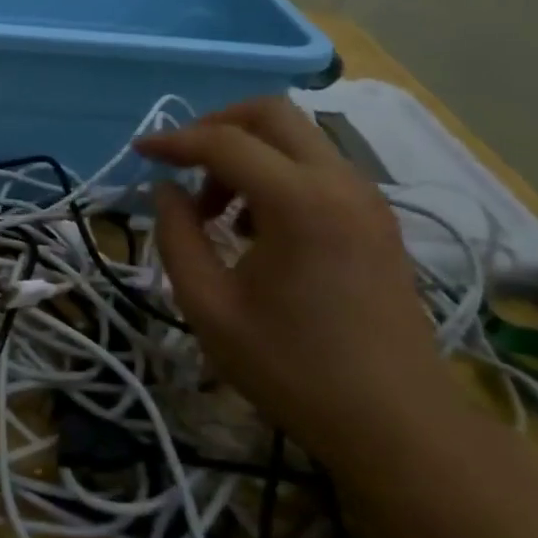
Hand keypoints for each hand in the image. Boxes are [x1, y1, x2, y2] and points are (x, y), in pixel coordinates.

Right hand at [134, 98, 458, 467]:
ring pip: (297, 137)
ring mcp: (366, 198)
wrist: (397, 425)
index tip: (140, 152)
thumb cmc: (293, 369)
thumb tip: (166, 191)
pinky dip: (277, 174)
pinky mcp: (377, 218)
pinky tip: (257, 227)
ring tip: (217, 211)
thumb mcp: (209, 307)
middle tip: (183, 166)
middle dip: (216, 127)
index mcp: (299, 201)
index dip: (174, 140)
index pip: (224, 142)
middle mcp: (339, 182)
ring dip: (248, 153)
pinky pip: (317, 167)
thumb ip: (176, 237)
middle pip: (271, 113)